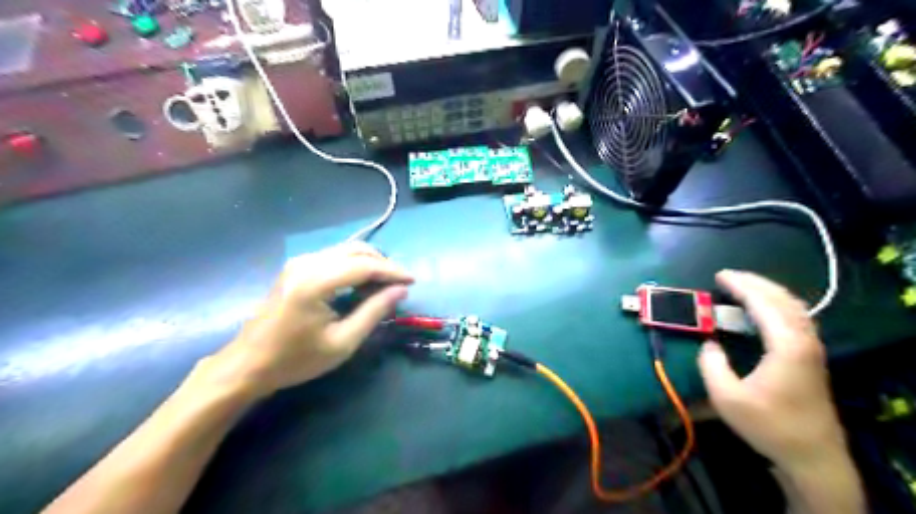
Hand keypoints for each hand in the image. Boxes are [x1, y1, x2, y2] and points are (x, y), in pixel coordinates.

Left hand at [206, 243, 410, 399]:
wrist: (248, 364)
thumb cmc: (296, 360)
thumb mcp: (342, 343)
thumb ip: (374, 312)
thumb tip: (400, 290)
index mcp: (315, 282)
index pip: (365, 265)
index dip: (393, 271)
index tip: (413, 281)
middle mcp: (307, 263)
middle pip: (356, 250)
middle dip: (384, 264)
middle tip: (400, 284)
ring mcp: (299, 262)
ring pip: (346, 250)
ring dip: (370, 263)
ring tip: (386, 285)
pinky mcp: (297, 267)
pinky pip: (335, 257)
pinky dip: (355, 265)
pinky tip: (363, 283)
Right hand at [698, 269, 847, 474]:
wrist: (812, 455)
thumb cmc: (768, 424)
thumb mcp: (726, 397)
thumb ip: (711, 365)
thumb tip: (710, 344)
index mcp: (786, 346)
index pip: (764, 304)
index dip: (741, 286)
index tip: (719, 275)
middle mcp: (804, 341)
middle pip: (784, 299)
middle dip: (756, 282)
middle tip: (728, 276)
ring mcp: (813, 349)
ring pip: (795, 307)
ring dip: (769, 291)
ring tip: (744, 287)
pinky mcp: (812, 357)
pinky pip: (798, 318)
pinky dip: (779, 305)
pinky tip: (765, 309)